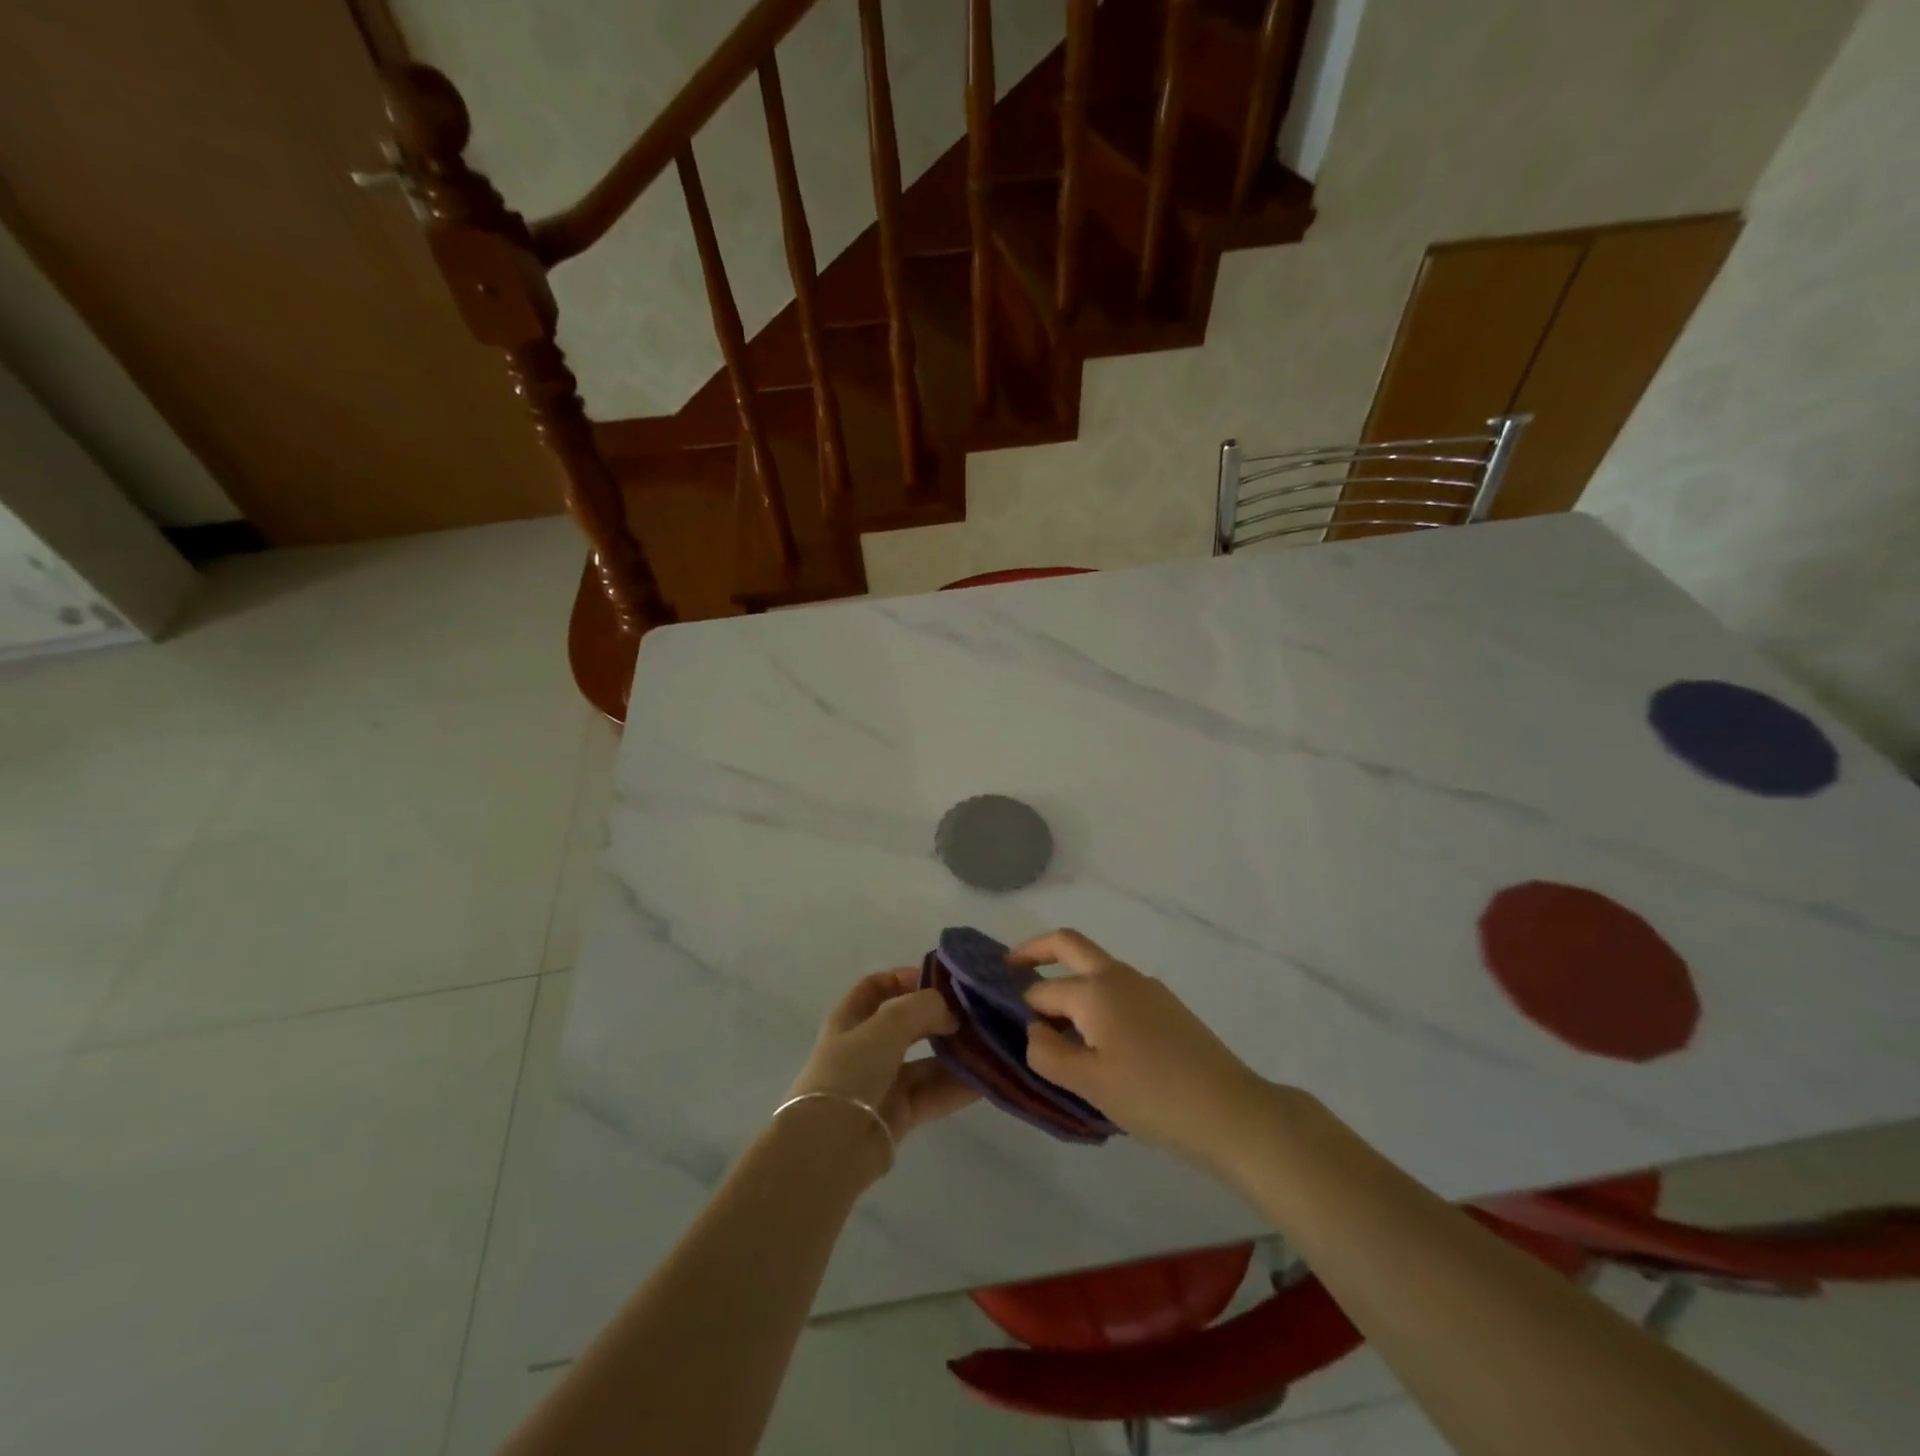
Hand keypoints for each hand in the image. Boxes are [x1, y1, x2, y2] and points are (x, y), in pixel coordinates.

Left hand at [789, 968, 978, 1143]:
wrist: (830, 1146)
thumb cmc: (851, 1071)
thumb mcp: (886, 1024)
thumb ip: (923, 1007)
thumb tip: (951, 1013)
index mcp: (850, 1019)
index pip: (877, 987)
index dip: (904, 978)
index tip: (940, 980)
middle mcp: (866, 1048)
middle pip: (907, 1024)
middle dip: (939, 1017)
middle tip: (974, 1014)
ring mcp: (882, 1082)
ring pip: (925, 1062)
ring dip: (955, 1054)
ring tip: (990, 1045)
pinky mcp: (899, 1115)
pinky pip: (934, 1093)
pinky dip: (958, 1086)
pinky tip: (987, 1080)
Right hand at [1013, 930, 1275, 1170]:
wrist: (1230, 1110)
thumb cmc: (1152, 1096)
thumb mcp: (1088, 1082)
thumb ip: (1047, 1052)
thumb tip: (1034, 1030)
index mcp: (1095, 990)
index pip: (1041, 991)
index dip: (1022, 1011)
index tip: (1009, 1033)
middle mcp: (1118, 975)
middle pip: (1068, 944)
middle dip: (1034, 950)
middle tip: (1007, 969)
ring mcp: (1146, 987)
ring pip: (1095, 968)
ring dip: (1068, 980)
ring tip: (1055, 1027)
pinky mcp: (1165, 1005)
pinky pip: (1117, 989)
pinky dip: (1094, 999)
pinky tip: (1097, 1039)